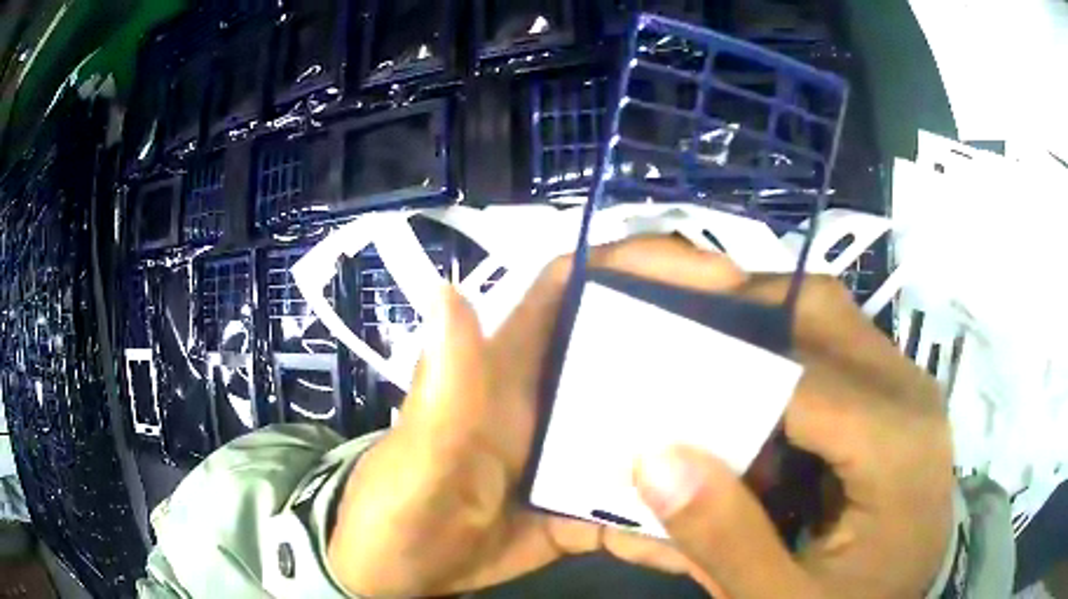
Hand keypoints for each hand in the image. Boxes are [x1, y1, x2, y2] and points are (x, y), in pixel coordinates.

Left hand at [327, 237, 748, 596]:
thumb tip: (450, 291)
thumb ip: (443, 390)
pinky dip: (667, 517)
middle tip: (763, 360)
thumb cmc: (393, 513)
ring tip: (759, 445)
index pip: (573, 285)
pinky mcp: (577, 509)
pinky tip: (707, 532)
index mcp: (506, 371)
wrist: (393, 576)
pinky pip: (635, 504)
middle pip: (630, 350)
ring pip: (646, 427)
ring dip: (697, 434)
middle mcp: (547, 401)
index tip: (715, 275)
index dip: (636, 263)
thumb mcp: (416, 460)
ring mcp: (568, 458)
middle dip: (695, 343)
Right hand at [631, 275, 954, 597]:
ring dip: (762, 344)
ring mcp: (905, 386)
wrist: (909, 595)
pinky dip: (784, 369)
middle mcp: (907, 391)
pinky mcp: (895, 395)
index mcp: (893, 443)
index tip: (652, 377)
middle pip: (816, 312)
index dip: (718, 369)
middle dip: (740, 320)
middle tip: (677, 359)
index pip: (795, 374)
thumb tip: (655, 458)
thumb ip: (725, 540)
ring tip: (713, 399)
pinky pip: (833, 350)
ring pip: (823, 321)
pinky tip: (760, 426)